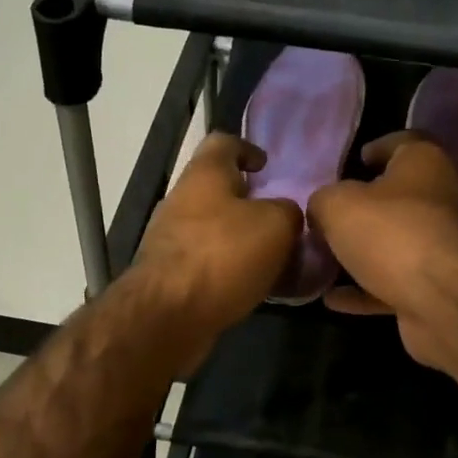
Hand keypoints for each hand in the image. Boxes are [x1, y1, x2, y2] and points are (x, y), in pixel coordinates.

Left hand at [129, 133, 300, 366]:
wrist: (168, 315)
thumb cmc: (223, 256)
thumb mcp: (276, 225)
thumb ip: (288, 211)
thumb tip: (286, 215)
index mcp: (204, 174)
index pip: (224, 142)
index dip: (248, 149)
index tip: (267, 167)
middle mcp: (182, 200)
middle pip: (218, 190)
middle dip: (250, 203)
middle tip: (282, 221)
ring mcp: (171, 238)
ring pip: (214, 229)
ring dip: (242, 240)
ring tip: (275, 259)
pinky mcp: (170, 275)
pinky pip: (208, 262)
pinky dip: (230, 269)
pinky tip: (254, 287)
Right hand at [308, 132, 457, 370]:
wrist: (446, 302)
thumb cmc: (393, 234)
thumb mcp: (339, 206)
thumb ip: (324, 200)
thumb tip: (322, 209)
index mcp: (425, 164)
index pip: (404, 143)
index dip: (379, 147)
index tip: (356, 160)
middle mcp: (442, 200)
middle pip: (399, 197)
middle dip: (365, 207)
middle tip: (330, 216)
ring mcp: (443, 247)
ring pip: (397, 243)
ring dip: (363, 252)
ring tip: (324, 260)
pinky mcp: (438, 287)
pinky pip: (394, 283)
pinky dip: (365, 289)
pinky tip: (332, 299)